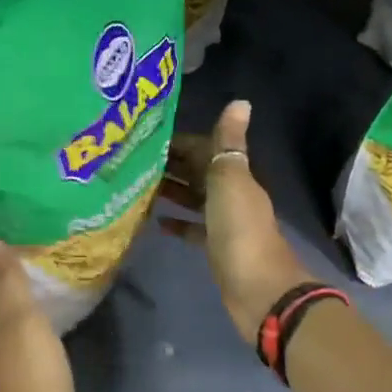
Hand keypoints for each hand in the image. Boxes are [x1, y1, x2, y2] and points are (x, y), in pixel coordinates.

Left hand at [0, 251, 76, 391]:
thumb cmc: (31, 382)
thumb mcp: (22, 323)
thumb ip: (9, 283)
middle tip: (13, 247)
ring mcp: (10, 369)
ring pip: (6, 326)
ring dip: (12, 303)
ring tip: (31, 279)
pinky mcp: (30, 390)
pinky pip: (27, 347)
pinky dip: (31, 330)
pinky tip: (45, 327)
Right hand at [159, 100, 316, 344]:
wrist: (259, 290)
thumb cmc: (240, 230)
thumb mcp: (232, 180)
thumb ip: (229, 143)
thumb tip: (240, 100)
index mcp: (235, 175)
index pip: (204, 149)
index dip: (179, 142)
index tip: (145, 137)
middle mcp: (231, 194)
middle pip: (198, 173)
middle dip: (170, 164)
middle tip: (132, 161)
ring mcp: (224, 223)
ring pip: (194, 199)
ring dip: (171, 191)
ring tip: (138, 186)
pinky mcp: (216, 249)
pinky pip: (194, 229)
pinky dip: (178, 223)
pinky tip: (156, 222)